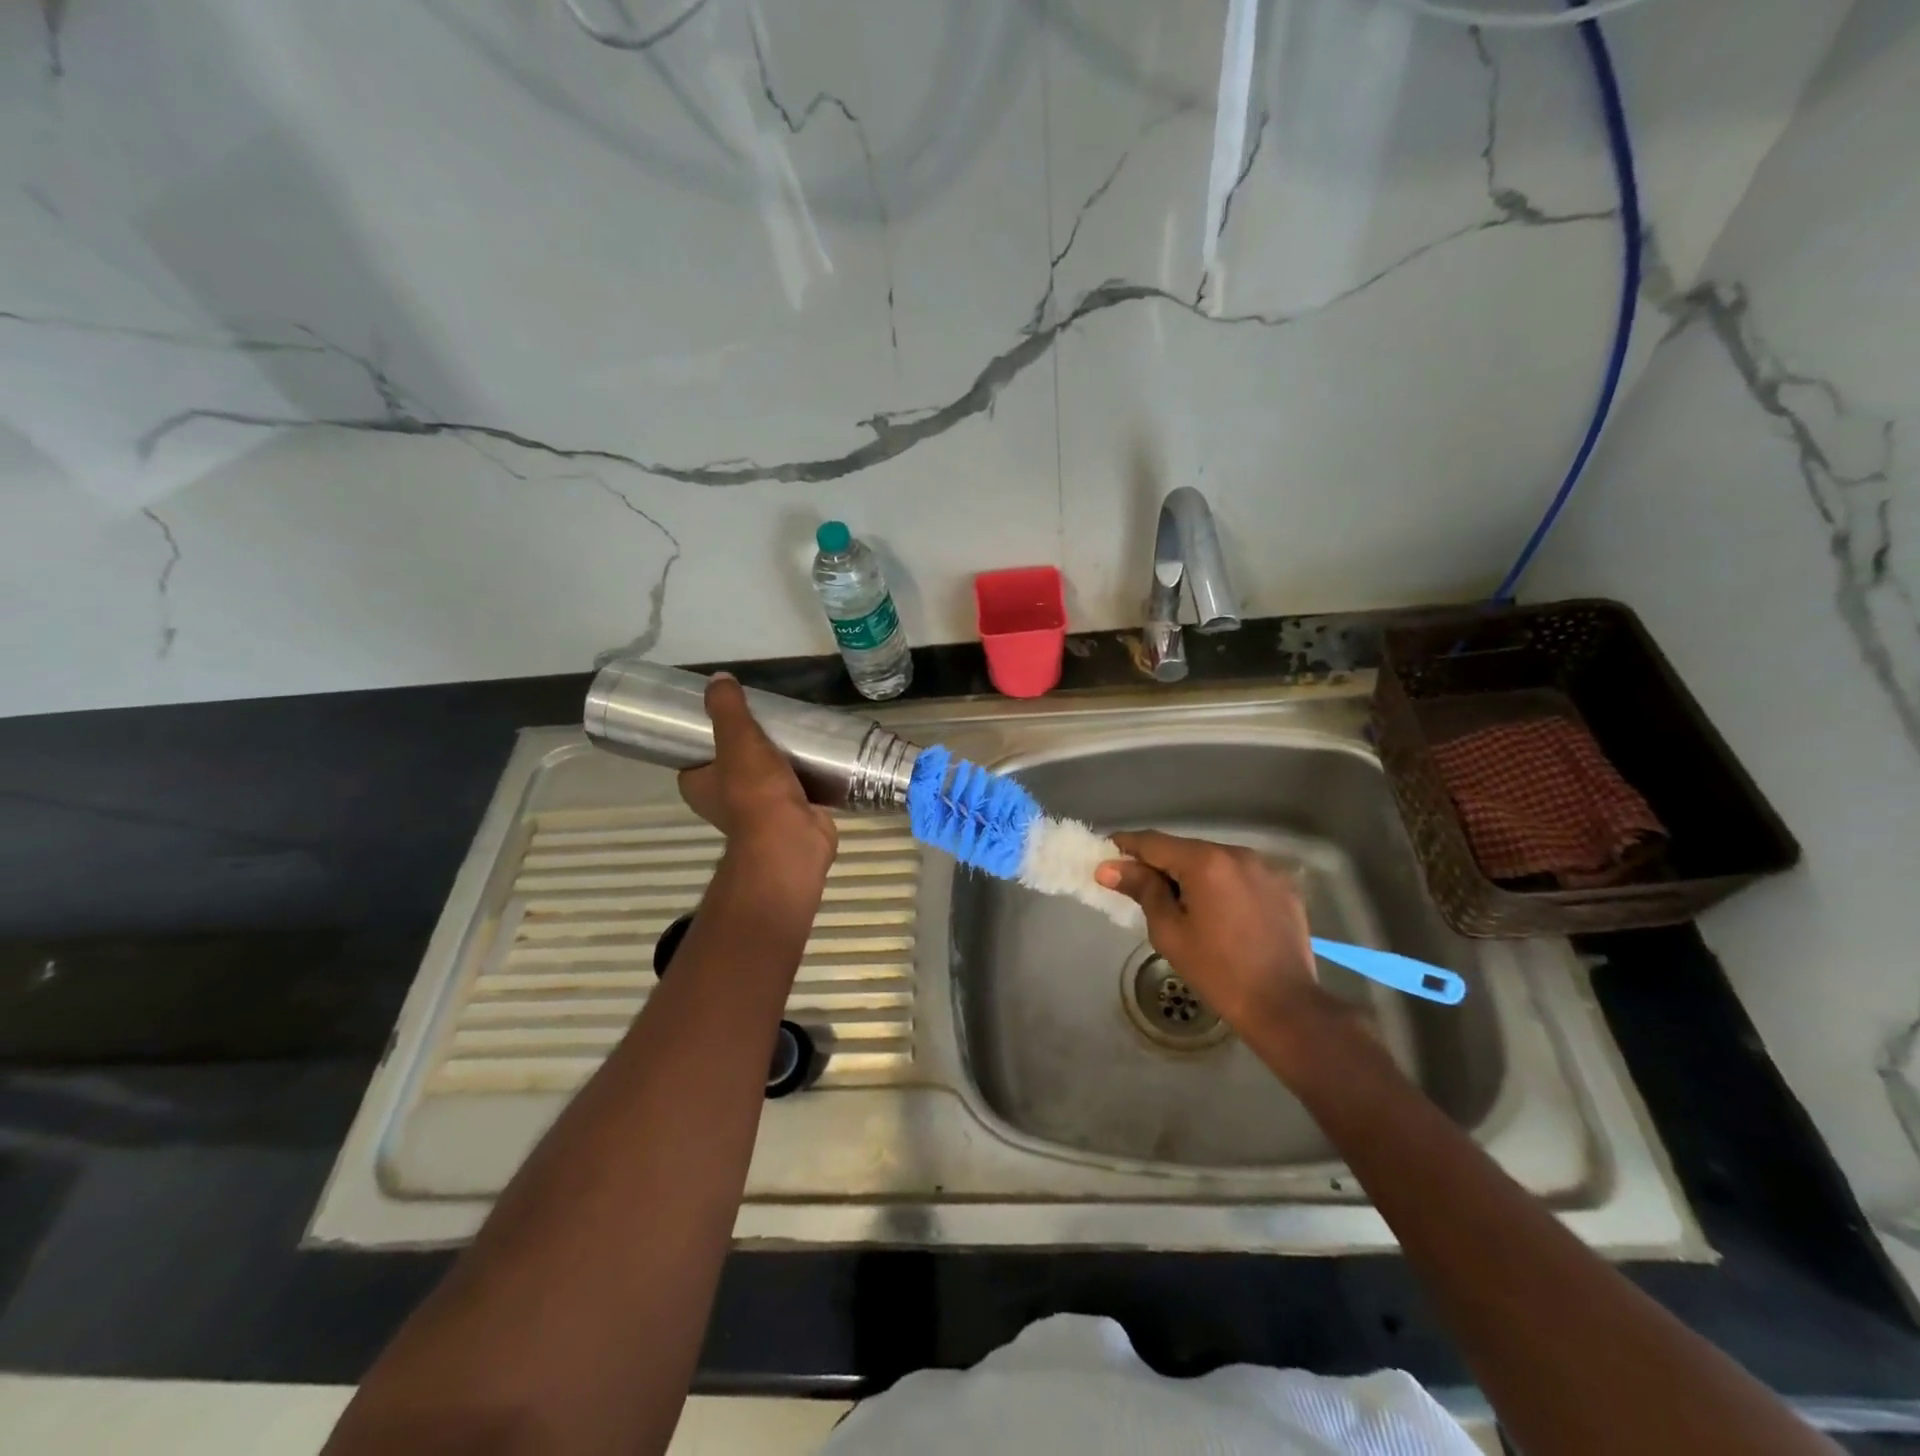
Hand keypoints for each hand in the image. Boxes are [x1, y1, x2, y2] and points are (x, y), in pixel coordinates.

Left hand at [678, 675, 837, 875]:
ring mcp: (757, 812)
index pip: (695, 757)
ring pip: (763, 778)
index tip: (727, 715)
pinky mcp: (788, 816)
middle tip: (766, 719)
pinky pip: (792, 789)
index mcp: (698, 787)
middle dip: (749, 747)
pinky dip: (801, 776)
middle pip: (732, 765)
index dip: (707, 737)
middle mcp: (722, 802)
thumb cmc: (754, 791)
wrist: (792, 838)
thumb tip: (718, 678)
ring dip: (777, 761)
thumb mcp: (737, 738)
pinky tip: (815, 755)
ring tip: (792, 732)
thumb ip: (727, 708)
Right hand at [1095, 830, 1343, 1038]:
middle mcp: (1237, 853)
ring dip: (1194, 874)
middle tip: (1141, 887)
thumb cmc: (1217, 971)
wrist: (1284, 1006)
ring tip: (1183, 904)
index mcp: (1205, 862)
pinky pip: (1242, 875)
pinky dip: (1223, 885)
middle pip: (1186, 849)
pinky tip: (1221, 912)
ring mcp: (1265, 867)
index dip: (1126, 845)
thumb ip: (1141, 890)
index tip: (1105, 853)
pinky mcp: (1284, 885)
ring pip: (1215, 861)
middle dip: (1161, 864)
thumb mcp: (1169, 931)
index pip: (1154, 842)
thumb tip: (1108, 868)